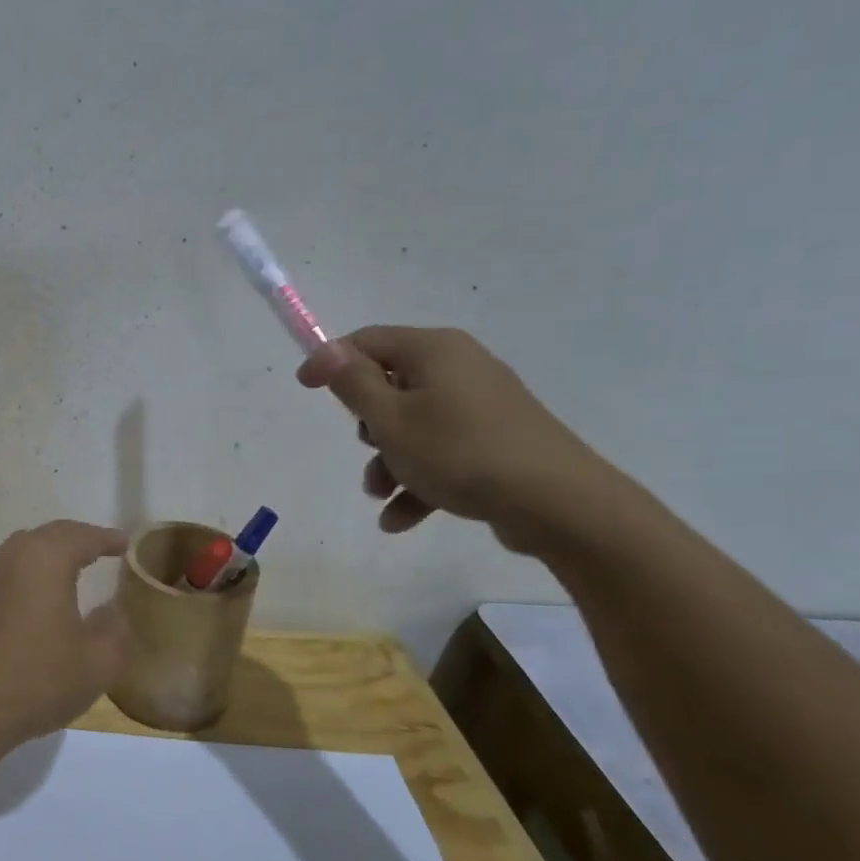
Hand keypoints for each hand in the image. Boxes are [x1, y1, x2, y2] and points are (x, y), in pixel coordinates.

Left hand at [0, 520, 131, 751]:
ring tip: (71, 569)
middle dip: (78, 539)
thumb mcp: (96, 663)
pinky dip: (28, 572)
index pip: (82, 537)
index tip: (125, 544)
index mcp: (45, 560)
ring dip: (50, 553)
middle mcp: (11, 557)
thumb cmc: (36, 681)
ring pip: (23, 550)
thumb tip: (113, 611)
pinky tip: (35, 598)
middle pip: (50, 535)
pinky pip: (6, 571)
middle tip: (101, 550)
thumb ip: (114, 629)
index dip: (107, 539)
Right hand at [297, 326, 619, 552]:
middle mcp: (459, 367)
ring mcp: (481, 405)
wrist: (555, 502)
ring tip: (380, 496)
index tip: (304, 389)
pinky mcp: (496, 439)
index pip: (367, 341)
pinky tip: (400, 519)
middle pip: (391, 384)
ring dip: (389, 461)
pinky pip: (442, 451)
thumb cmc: (459, 452)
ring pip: (414, 425)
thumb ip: (353, 384)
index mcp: (433, 350)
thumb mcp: (390, 419)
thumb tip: (328, 350)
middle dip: (368, 425)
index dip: (331, 362)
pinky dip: (418, 480)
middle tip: (366, 449)